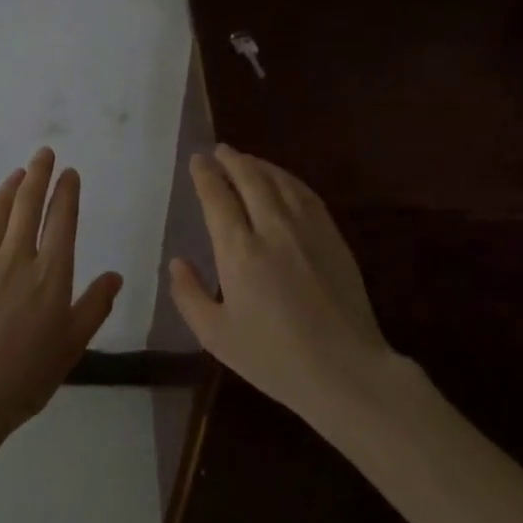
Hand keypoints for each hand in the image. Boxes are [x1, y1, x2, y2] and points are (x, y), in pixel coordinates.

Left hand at [0, 147, 123, 439]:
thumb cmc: (26, 376)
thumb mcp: (72, 345)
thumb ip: (95, 306)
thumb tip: (115, 275)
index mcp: (51, 275)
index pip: (62, 220)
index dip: (67, 192)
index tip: (70, 174)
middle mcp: (16, 258)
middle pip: (28, 204)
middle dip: (38, 174)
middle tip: (43, 153)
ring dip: (8, 187)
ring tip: (17, 173)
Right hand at [168, 145, 402, 424]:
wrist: (345, 371)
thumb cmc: (273, 358)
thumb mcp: (216, 336)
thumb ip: (189, 295)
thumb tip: (177, 261)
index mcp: (239, 252)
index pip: (218, 198)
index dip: (205, 175)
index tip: (197, 160)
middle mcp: (273, 229)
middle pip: (250, 179)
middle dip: (232, 160)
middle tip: (219, 150)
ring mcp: (308, 230)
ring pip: (280, 182)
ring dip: (260, 165)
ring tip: (246, 160)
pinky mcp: (333, 238)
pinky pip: (307, 195)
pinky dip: (289, 180)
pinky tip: (283, 181)